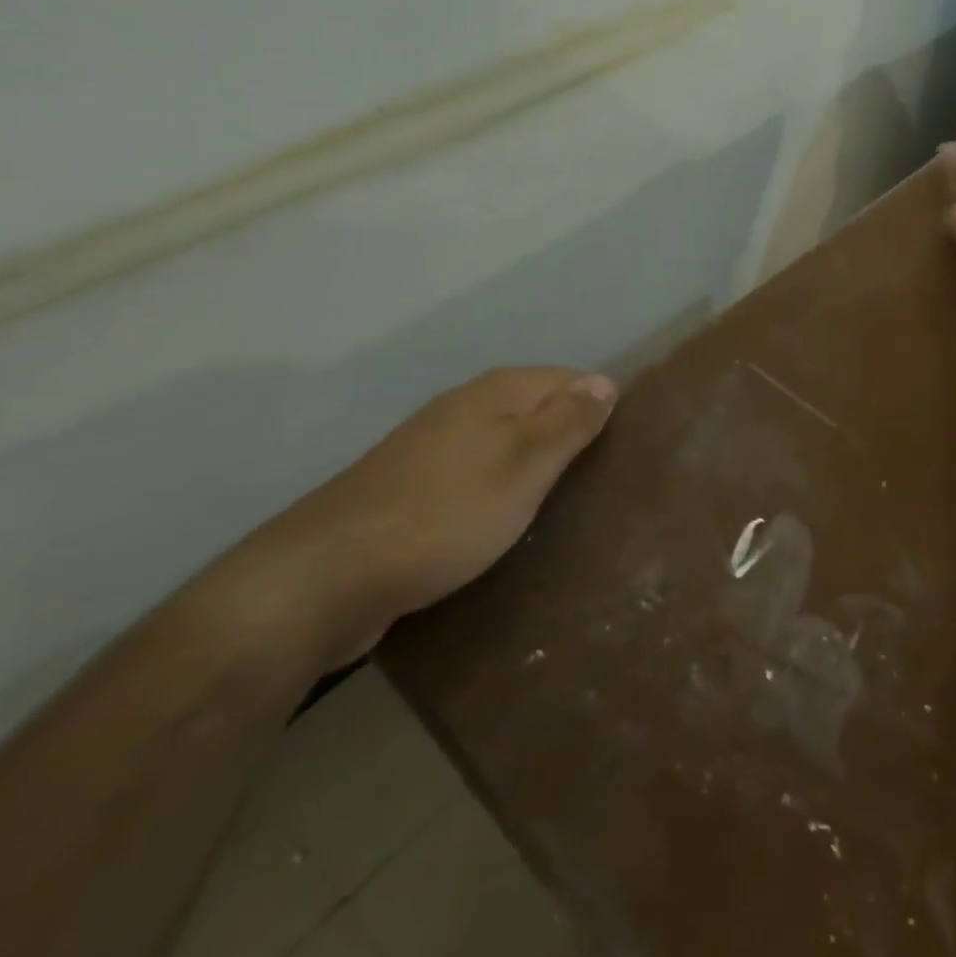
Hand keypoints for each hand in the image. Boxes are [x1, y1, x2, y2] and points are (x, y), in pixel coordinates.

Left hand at [251, 367, 616, 666]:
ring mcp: (435, 447)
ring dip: (537, 468)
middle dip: (571, 439)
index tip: (627, 449)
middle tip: (605, 482)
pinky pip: (479, 475)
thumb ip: (568, 422)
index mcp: (496, 392)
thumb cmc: (446, 513)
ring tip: (569, 505)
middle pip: (539, 410)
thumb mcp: (524, 465)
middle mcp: (465, 407)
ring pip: (508, 444)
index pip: (572, 380)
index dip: (602, 408)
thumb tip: (605, 381)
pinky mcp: (414, 488)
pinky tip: (511, 521)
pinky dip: (503, 491)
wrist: (328, 576)